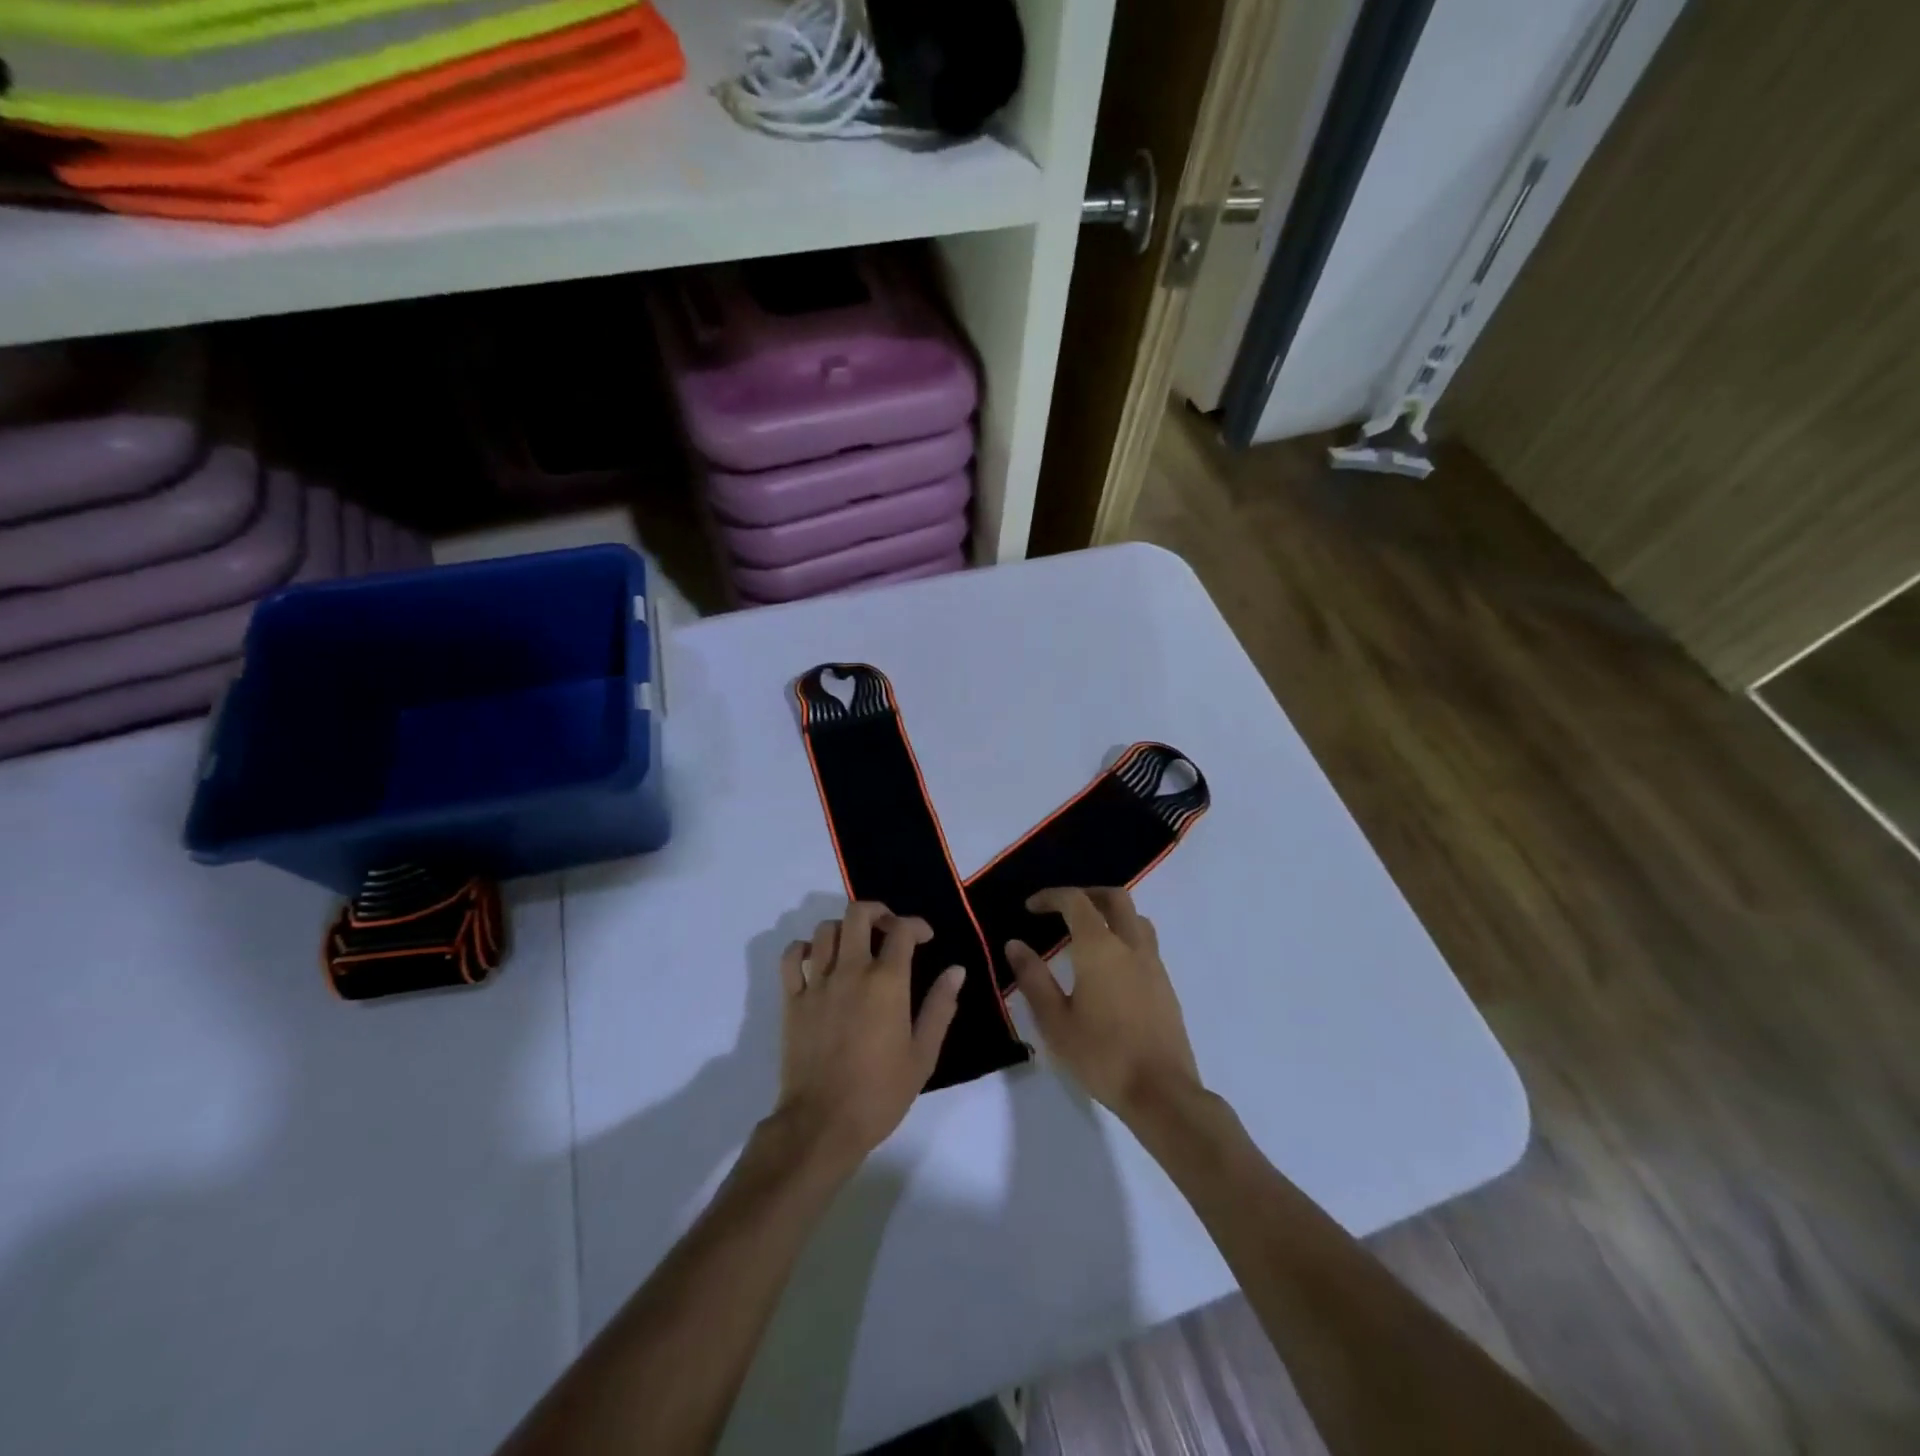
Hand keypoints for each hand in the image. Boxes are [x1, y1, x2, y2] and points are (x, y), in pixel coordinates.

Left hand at [772, 902, 963, 1174]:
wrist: (822, 1124)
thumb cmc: (880, 1093)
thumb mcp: (923, 1055)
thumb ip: (940, 1007)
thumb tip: (956, 970)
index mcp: (886, 982)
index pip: (901, 930)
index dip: (917, 925)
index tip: (925, 937)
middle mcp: (850, 971)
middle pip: (858, 914)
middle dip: (877, 912)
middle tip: (888, 929)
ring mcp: (817, 983)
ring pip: (825, 929)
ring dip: (844, 929)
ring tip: (855, 946)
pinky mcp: (792, 1000)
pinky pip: (791, 958)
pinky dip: (804, 949)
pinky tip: (817, 960)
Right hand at [1006, 887, 1202, 1120]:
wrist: (1161, 1092)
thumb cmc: (1101, 1056)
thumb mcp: (1055, 1021)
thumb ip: (1033, 978)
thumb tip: (1015, 944)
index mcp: (1099, 948)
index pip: (1076, 901)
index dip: (1051, 897)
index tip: (1030, 908)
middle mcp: (1130, 946)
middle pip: (1114, 899)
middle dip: (1086, 894)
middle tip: (1062, 909)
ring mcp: (1153, 964)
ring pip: (1135, 919)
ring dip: (1110, 913)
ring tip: (1087, 933)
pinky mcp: (1165, 985)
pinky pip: (1145, 943)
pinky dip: (1124, 937)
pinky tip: (1110, 967)